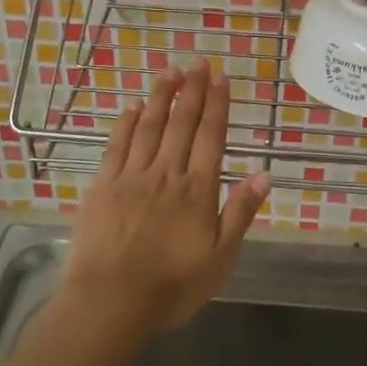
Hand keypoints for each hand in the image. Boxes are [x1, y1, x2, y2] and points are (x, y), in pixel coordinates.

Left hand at [62, 63, 271, 335]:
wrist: (109, 303)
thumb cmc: (171, 287)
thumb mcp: (220, 259)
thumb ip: (239, 214)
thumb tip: (263, 175)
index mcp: (197, 190)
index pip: (211, 136)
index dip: (217, 104)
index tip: (221, 77)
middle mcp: (166, 173)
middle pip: (182, 123)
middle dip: (192, 90)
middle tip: (199, 62)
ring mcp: (131, 176)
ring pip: (149, 126)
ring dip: (161, 96)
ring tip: (171, 71)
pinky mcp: (102, 185)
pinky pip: (116, 145)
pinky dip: (126, 122)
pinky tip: (132, 106)